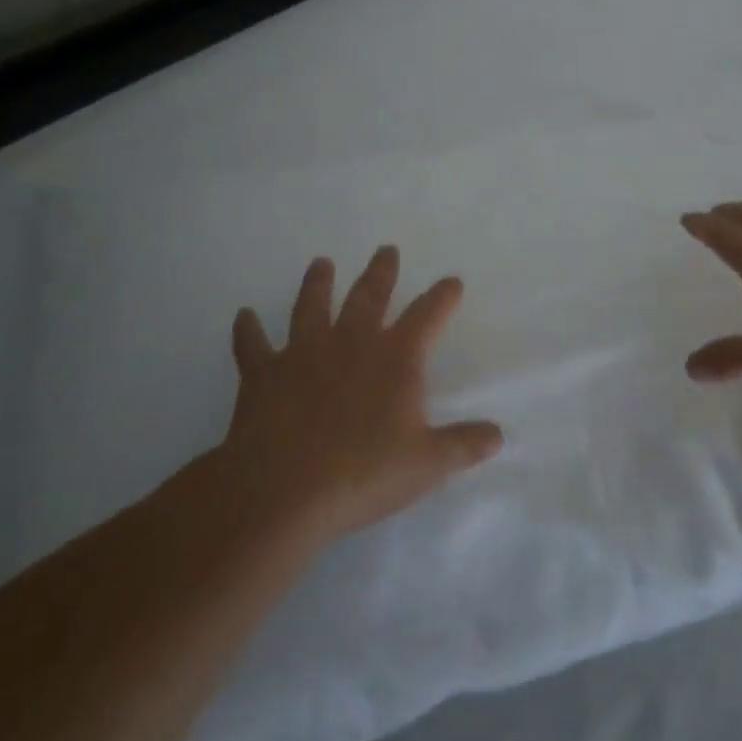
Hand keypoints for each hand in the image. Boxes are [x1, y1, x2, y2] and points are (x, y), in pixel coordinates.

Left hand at [215, 247, 502, 546]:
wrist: (282, 490)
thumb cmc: (363, 473)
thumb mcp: (427, 464)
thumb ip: (464, 445)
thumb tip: (498, 436)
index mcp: (395, 358)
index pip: (427, 316)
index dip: (442, 297)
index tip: (451, 281)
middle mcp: (350, 343)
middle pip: (369, 296)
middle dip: (381, 273)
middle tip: (386, 250)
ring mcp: (303, 354)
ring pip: (311, 306)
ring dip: (317, 283)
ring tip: (321, 263)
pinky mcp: (263, 374)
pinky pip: (252, 345)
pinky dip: (247, 331)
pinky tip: (243, 316)